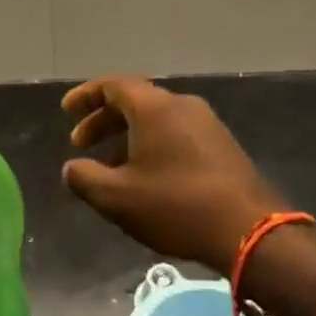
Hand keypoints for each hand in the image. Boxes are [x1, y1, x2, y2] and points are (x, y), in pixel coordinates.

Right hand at [60, 76, 287, 273]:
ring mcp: (206, 124)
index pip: (113, 85)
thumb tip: (71, 168)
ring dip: (128, 136)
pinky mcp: (222, 145)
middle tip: (81, 143)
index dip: (86, 96)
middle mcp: (182, 105)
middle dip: (104, 120)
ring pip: (157, 120)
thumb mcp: (117, 198)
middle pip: (135, 101)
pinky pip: (176, 134)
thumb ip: (84, 179)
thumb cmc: (175, 206)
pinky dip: (152, 145)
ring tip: (110, 167)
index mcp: (154, 107)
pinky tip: (146, 177)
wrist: (248, 230)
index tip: (67, 111)